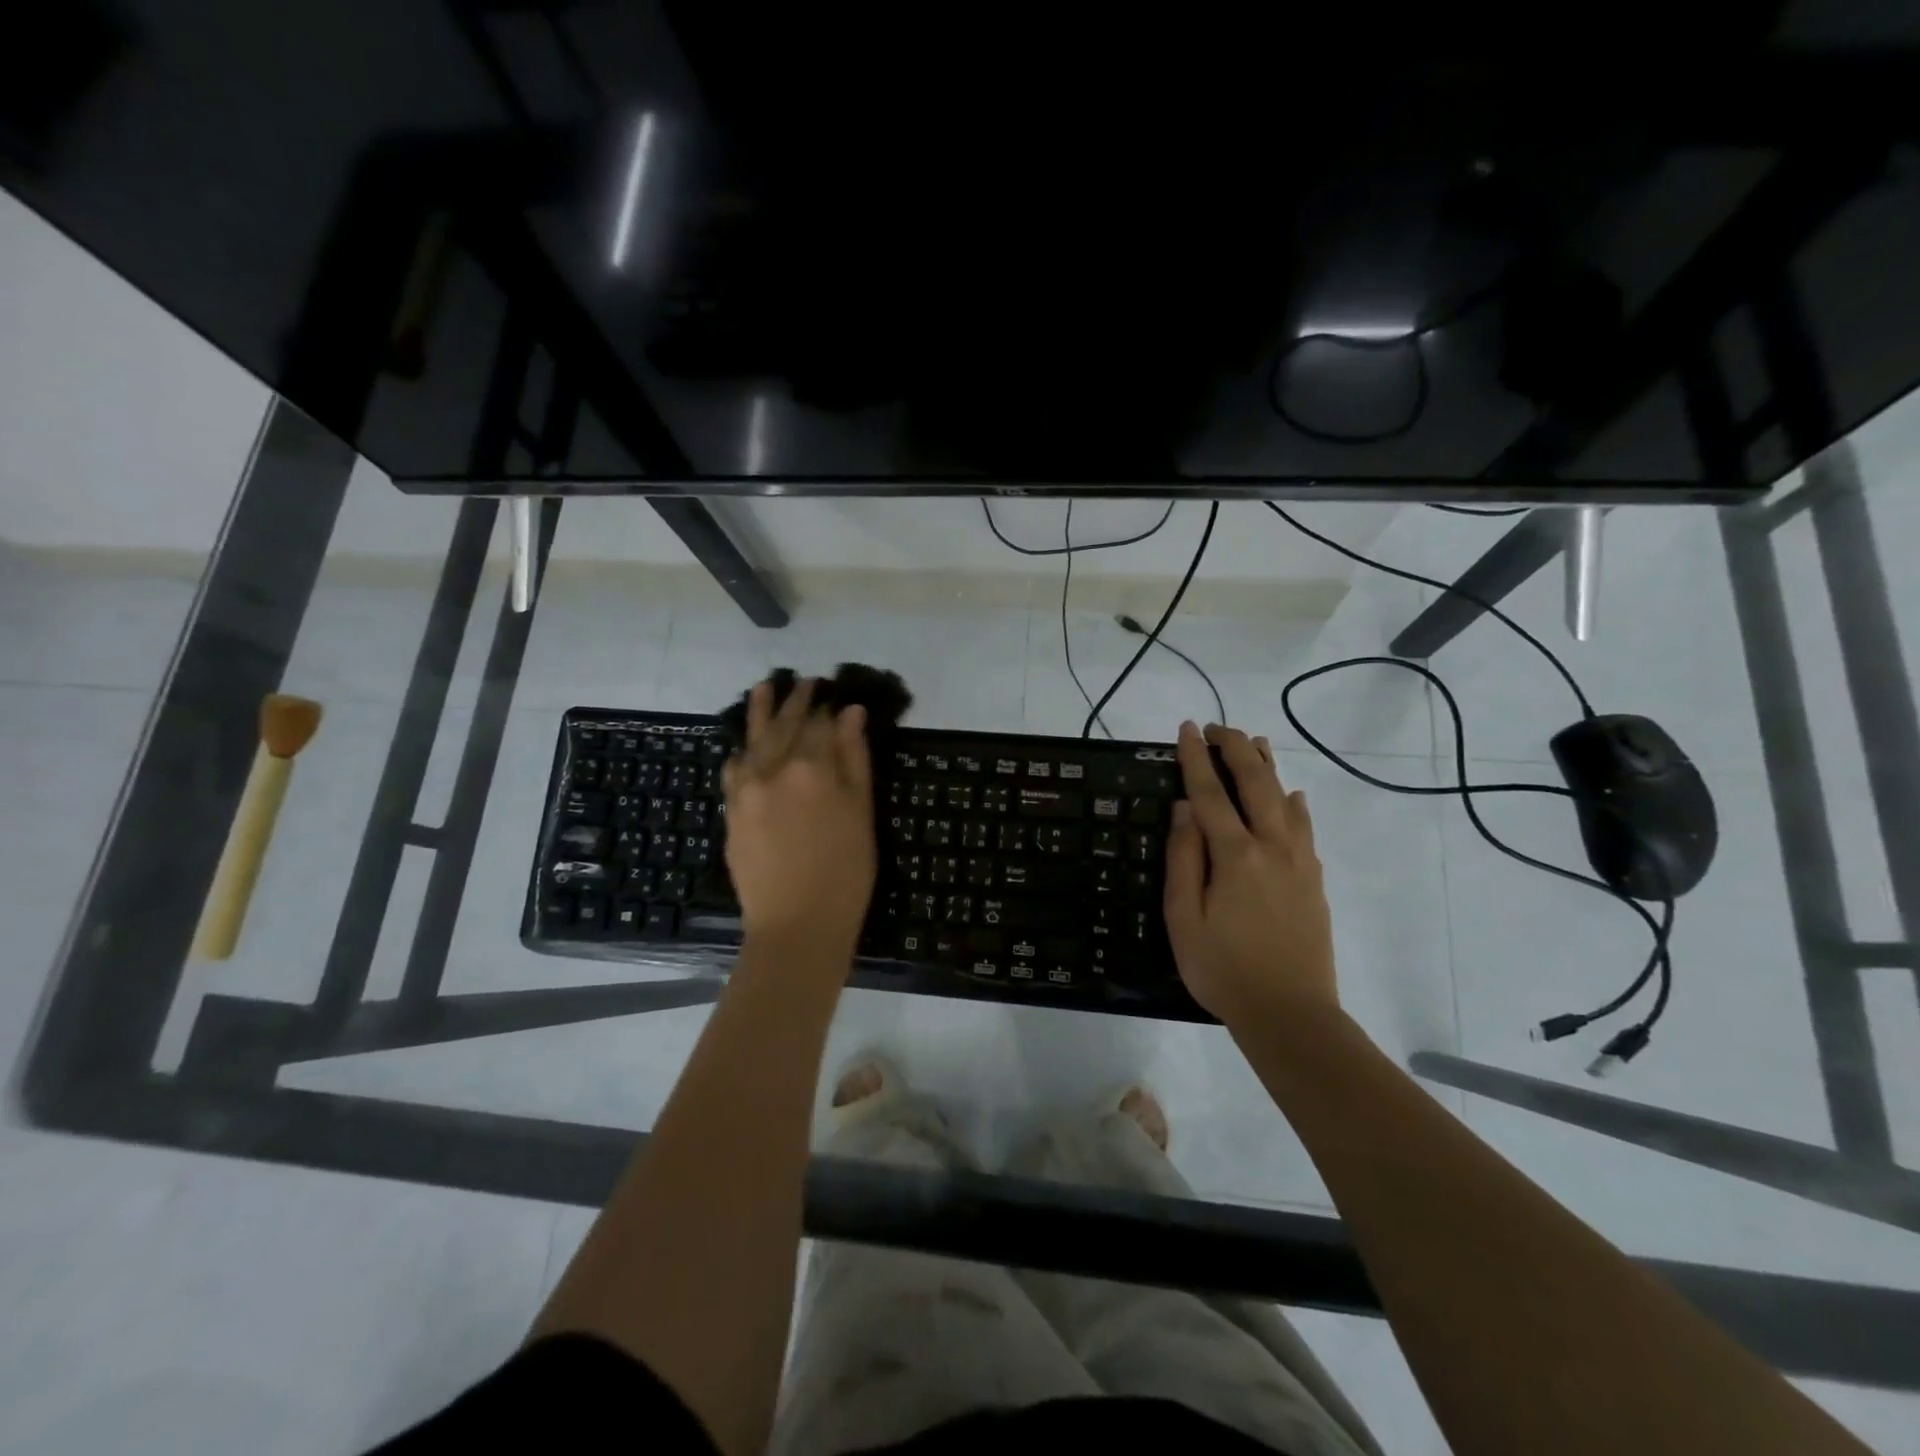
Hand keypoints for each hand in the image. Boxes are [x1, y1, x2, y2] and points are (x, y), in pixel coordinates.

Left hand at [722, 678, 875, 957]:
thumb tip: (850, 713)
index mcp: (811, 767)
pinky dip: (742, 751)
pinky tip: (746, 746)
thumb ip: (854, 758)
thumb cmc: (845, 872)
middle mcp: (772, 768)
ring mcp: (745, 789)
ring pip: (753, 738)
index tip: (832, 690)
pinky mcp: (731, 811)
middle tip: (806, 681)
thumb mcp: (861, 812)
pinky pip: (733, 769)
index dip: (828, 706)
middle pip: (785, 724)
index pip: (820, 723)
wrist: (796, 925)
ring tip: (766, 686)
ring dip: (760, 711)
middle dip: (796, 700)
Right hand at [1163, 720, 1339, 1025]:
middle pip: (1255, 782)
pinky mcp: (1314, 879)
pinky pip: (1304, 827)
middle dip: (1236, 748)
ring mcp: (1299, 861)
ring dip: (1267, 766)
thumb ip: (1184, 858)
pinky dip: (1294, 803)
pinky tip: (1292, 795)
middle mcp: (1271, 846)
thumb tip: (1184, 808)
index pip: (1209, 793)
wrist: (1290, 1013)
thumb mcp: (1183, 918)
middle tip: (1218, 727)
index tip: (1187, 729)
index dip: (1196, 758)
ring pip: (1284, 798)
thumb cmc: (1223, 969)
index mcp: (1234, 855)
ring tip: (1255, 743)